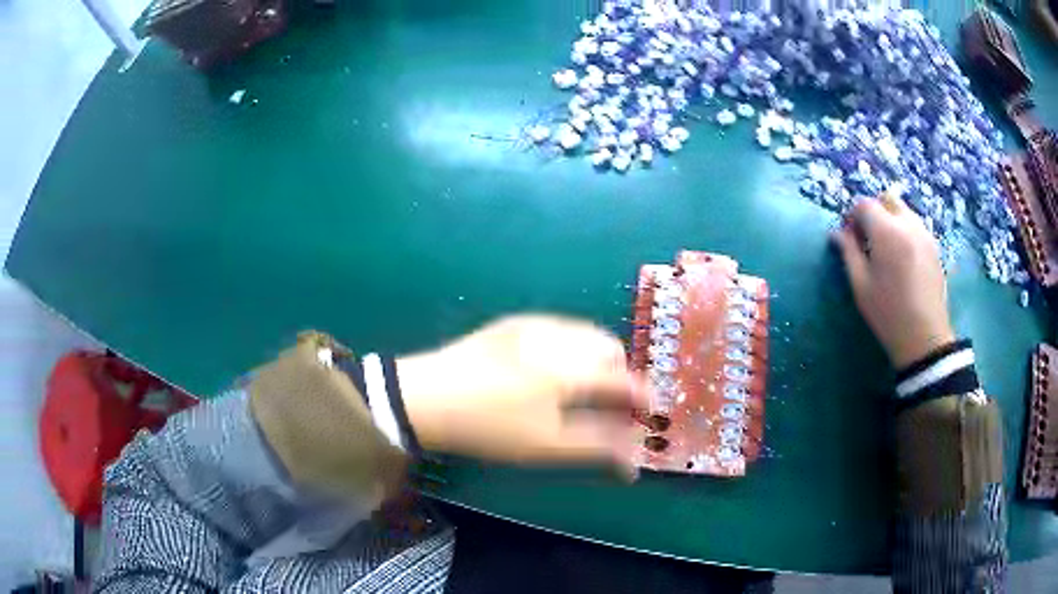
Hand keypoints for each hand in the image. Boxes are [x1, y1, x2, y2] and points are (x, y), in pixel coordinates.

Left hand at [397, 315, 648, 469]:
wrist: (426, 397)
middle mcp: (559, 336)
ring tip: (582, 388)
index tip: (648, 414)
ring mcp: (534, 324)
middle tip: (609, 404)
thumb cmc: (489, 427)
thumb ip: (596, 447)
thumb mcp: (546, 446)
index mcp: (570, 368)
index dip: (643, 398)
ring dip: (596, 359)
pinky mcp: (514, 323)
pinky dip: (571, 348)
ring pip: (585, 334)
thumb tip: (633, 461)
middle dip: (619, 375)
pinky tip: (550, 371)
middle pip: (610, 348)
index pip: (624, 380)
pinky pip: (559, 329)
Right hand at [831, 187, 955, 368]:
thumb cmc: (888, 313)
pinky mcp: (934, 246)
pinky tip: (902, 257)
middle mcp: (908, 224)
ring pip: (904, 210)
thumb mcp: (861, 285)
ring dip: (890, 219)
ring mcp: (925, 234)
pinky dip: (904, 230)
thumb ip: (848, 253)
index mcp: (887, 232)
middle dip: (873, 211)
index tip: (848, 236)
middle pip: (887, 199)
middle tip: (867, 237)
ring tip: (885, 248)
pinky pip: (916, 226)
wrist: (924, 337)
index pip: (864, 205)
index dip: (852, 216)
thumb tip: (837, 233)